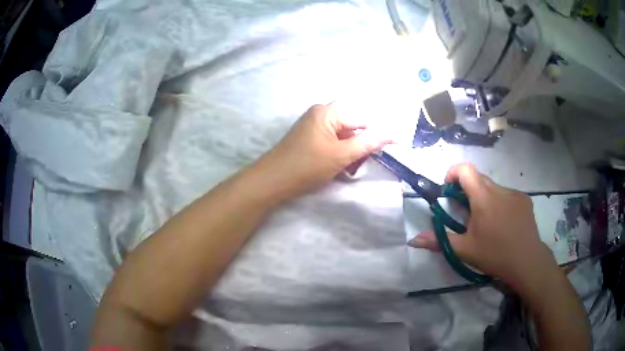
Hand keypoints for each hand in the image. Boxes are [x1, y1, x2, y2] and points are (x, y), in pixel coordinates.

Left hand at [254, 103, 391, 196]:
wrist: (272, 181)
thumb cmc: (306, 166)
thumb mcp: (341, 155)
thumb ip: (368, 143)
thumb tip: (392, 133)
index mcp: (328, 112)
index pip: (363, 117)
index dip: (379, 131)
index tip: (393, 145)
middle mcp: (321, 114)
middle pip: (353, 125)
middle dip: (362, 145)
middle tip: (364, 163)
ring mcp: (315, 127)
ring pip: (344, 136)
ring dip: (352, 152)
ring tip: (350, 169)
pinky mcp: (311, 139)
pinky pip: (334, 143)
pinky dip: (341, 155)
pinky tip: (340, 169)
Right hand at [409, 163, 555, 288]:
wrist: (527, 261)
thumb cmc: (495, 254)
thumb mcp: (465, 250)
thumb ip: (439, 241)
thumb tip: (413, 240)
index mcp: (483, 198)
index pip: (465, 169)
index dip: (453, 172)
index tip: (448, 189)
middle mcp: (499, 189)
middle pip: (479, 179)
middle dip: (468, 191)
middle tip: (466, 213)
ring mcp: (514, 193)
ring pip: (494, 188)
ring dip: (485, 198)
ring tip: (488, 223)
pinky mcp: (525, 199)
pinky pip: (507, 195)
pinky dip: (500, 203)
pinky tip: (504, 223)